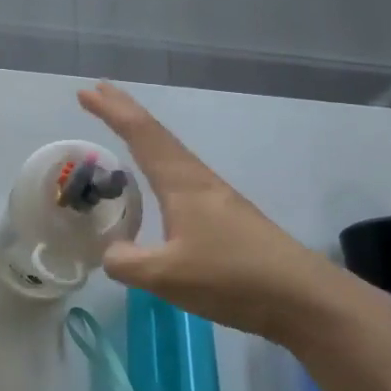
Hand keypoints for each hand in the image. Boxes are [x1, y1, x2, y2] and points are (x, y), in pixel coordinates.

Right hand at [79, 82, 376, 346]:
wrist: (304, 299)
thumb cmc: (232, 277)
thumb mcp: (166, 276)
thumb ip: (127, 262)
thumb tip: (110, 252)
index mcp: (182, 184)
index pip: (141, 135)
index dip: (112, 111)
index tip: (86, 92)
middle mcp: (199, 181)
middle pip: (157, 136)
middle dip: (126, 112)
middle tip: (98, 93)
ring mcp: (217, 199)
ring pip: (171, 156)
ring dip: (143, 138)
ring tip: (122, 129)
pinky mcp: (228, 219)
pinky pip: (182, 179)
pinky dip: (159, 166)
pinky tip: (159, 185)